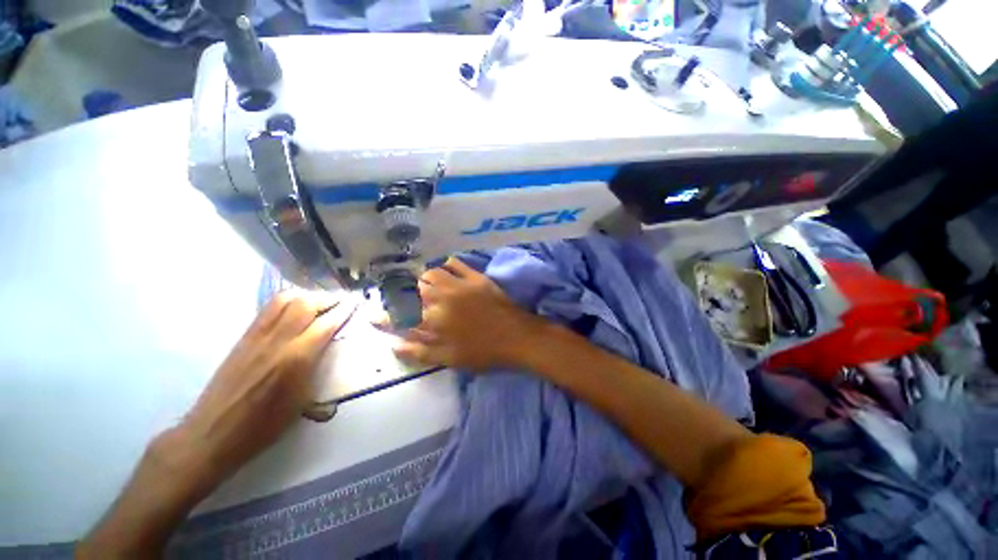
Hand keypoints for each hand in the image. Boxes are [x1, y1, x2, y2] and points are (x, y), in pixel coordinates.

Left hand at [78, 291, 355, 558]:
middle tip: (342, 301)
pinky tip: (295, 307)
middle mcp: (278, 340)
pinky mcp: (244, 338)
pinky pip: (268, 309)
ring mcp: (257, 336)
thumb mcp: (303, 402)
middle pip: (306, 304)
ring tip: (321, 301)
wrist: (212, 434)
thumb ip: (318, 369)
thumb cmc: (263, 427)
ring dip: (308, 296)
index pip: (327, 323)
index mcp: (297, 358)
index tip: (356, 303)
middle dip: (329, 298)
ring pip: (285, 300)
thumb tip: (331, 352)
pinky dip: (287, 301)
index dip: (344, 310)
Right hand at [394, 257, 548, 371]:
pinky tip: (444, 271)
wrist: (517, 337)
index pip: (401, 315)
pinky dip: (445, 265)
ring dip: (421, 279)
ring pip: (431, 273)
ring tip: (422, 286)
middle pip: (412, 289)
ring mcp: (460, 285)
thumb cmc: (484, 352)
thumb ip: (420, 352)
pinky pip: (455, 264)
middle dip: (401, 293)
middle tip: (400, 298)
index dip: (385, 316)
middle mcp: (443, 298)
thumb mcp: (451, 359)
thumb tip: (394, 345)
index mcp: (435, 321)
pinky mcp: (476, 277)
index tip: (374, 316)